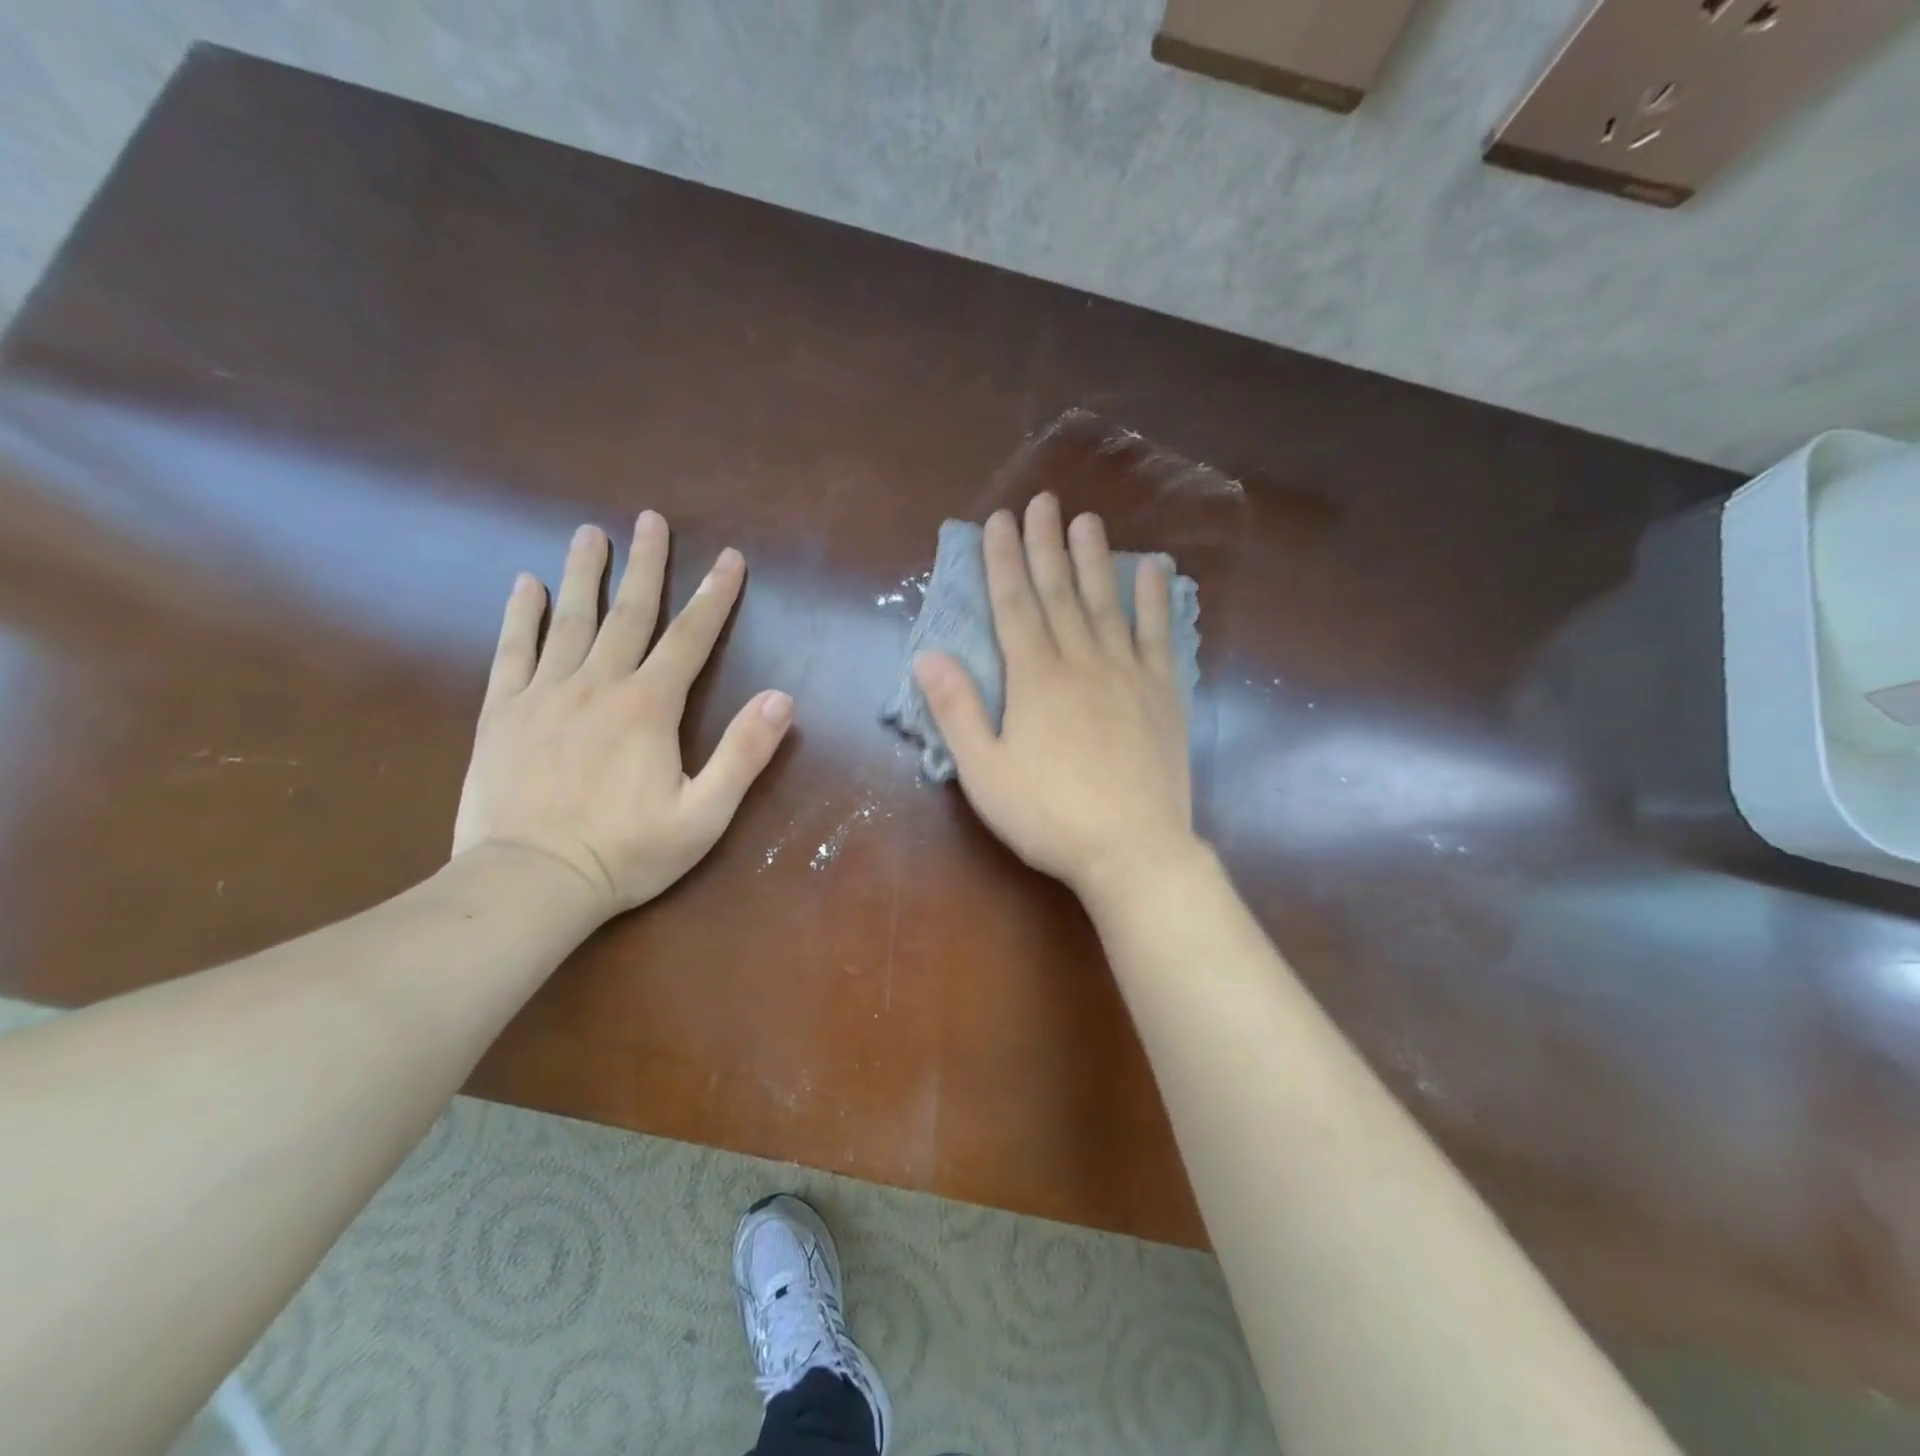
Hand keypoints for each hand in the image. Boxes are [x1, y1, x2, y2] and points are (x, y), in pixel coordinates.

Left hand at [452, 513, 791, 917]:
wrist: (529, 883)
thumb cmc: (626, 853)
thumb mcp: (704, 815)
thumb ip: (744, 754)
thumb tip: (782, 699)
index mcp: (649, 707)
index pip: (690, 637)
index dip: (714, 596)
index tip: (729, 557)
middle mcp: (598, 685)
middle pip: (628, 613)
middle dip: (646, 565)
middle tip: (650, 520)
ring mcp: (544, 694)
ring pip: (570, 620)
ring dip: (583, 574)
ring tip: (589, 533)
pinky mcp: (502, 713)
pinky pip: (512, 651)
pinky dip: (521, 615)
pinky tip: (526, 586)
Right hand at [912, 493, 1197, 896]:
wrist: (1132, 849)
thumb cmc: (1048, 816)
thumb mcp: (984, 772)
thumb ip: (957, 709)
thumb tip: (927, 653)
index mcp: (1034, 679)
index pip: (1014, 605)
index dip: (1004, 561)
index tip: (999, 521)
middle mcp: (1081, 662)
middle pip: (1059, 592)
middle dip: (1046, 544)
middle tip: (1042, 501)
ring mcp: (1127, 674)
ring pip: (1106, 604)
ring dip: (1095, 559)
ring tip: (1087, 520)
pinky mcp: (1163, 694)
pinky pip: (1160, 635)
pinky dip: (1155, 600)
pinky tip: (1154, 570)